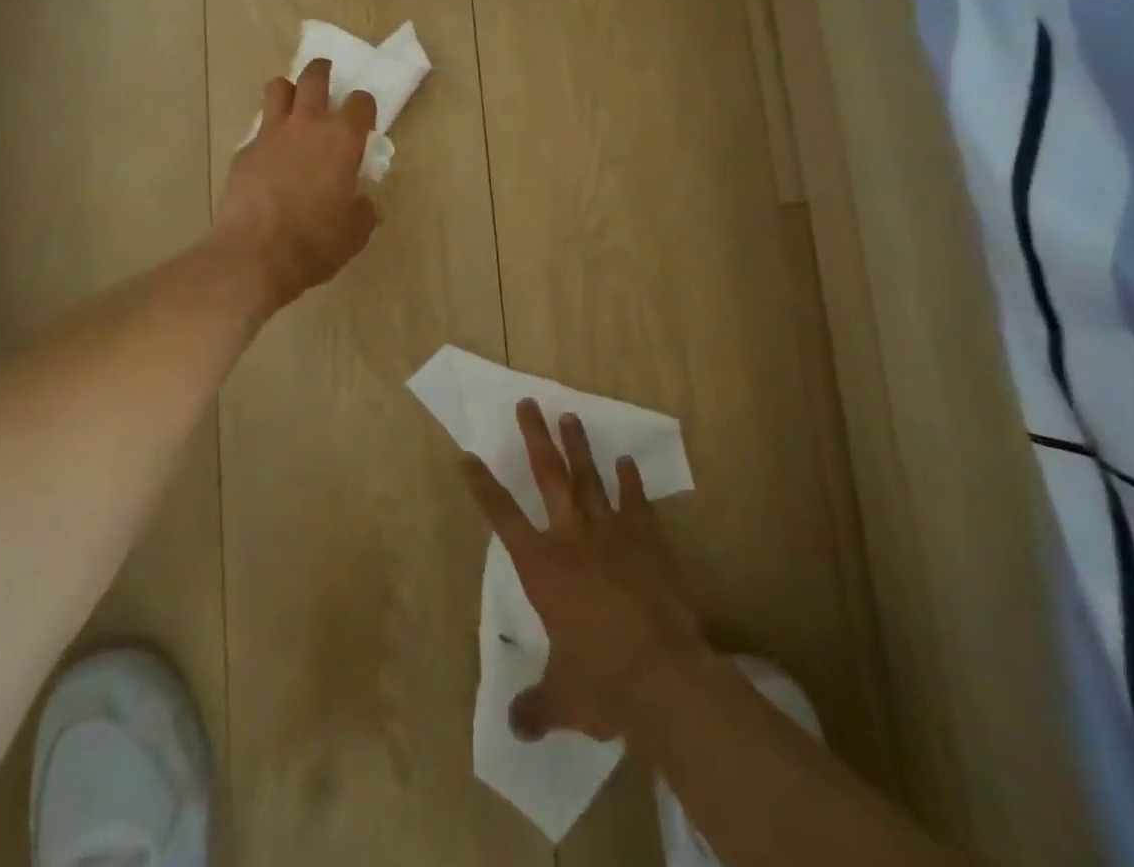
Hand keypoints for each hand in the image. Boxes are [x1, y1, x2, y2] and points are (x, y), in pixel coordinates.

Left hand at [213, 59, 378, 313]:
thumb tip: (362, 203)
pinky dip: (267, 134)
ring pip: (277, 89)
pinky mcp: (244, 152)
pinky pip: (258, 130)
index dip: (365, 107)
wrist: (254, 256)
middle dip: (323, 72)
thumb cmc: (315, 243)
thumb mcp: (355, 233)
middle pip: (314, 78)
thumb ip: (363, 210)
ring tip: (292, 102)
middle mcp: (307, 125)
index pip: (361, 102)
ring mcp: (270, 135)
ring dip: (288, 90)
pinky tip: (269, 157)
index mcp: (342, 139)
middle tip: (326, 76)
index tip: (365, 118)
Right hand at [465, 401, 709, 742]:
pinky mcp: (649, 542)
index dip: (483, 486)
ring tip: (569, 416)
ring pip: (590, 479)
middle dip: (535, 438)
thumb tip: (515, 728)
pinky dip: (631, 483)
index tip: (467, 456)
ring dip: (579, 448)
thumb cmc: (602, 683)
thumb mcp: (563, 701)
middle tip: (527, 404)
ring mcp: (613, 535)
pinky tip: (627, 463)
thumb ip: (536, 707)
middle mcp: (573, 539)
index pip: (503, 517)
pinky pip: (637, 504)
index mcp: (542, 568)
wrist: (665, 678)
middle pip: (549, 476)